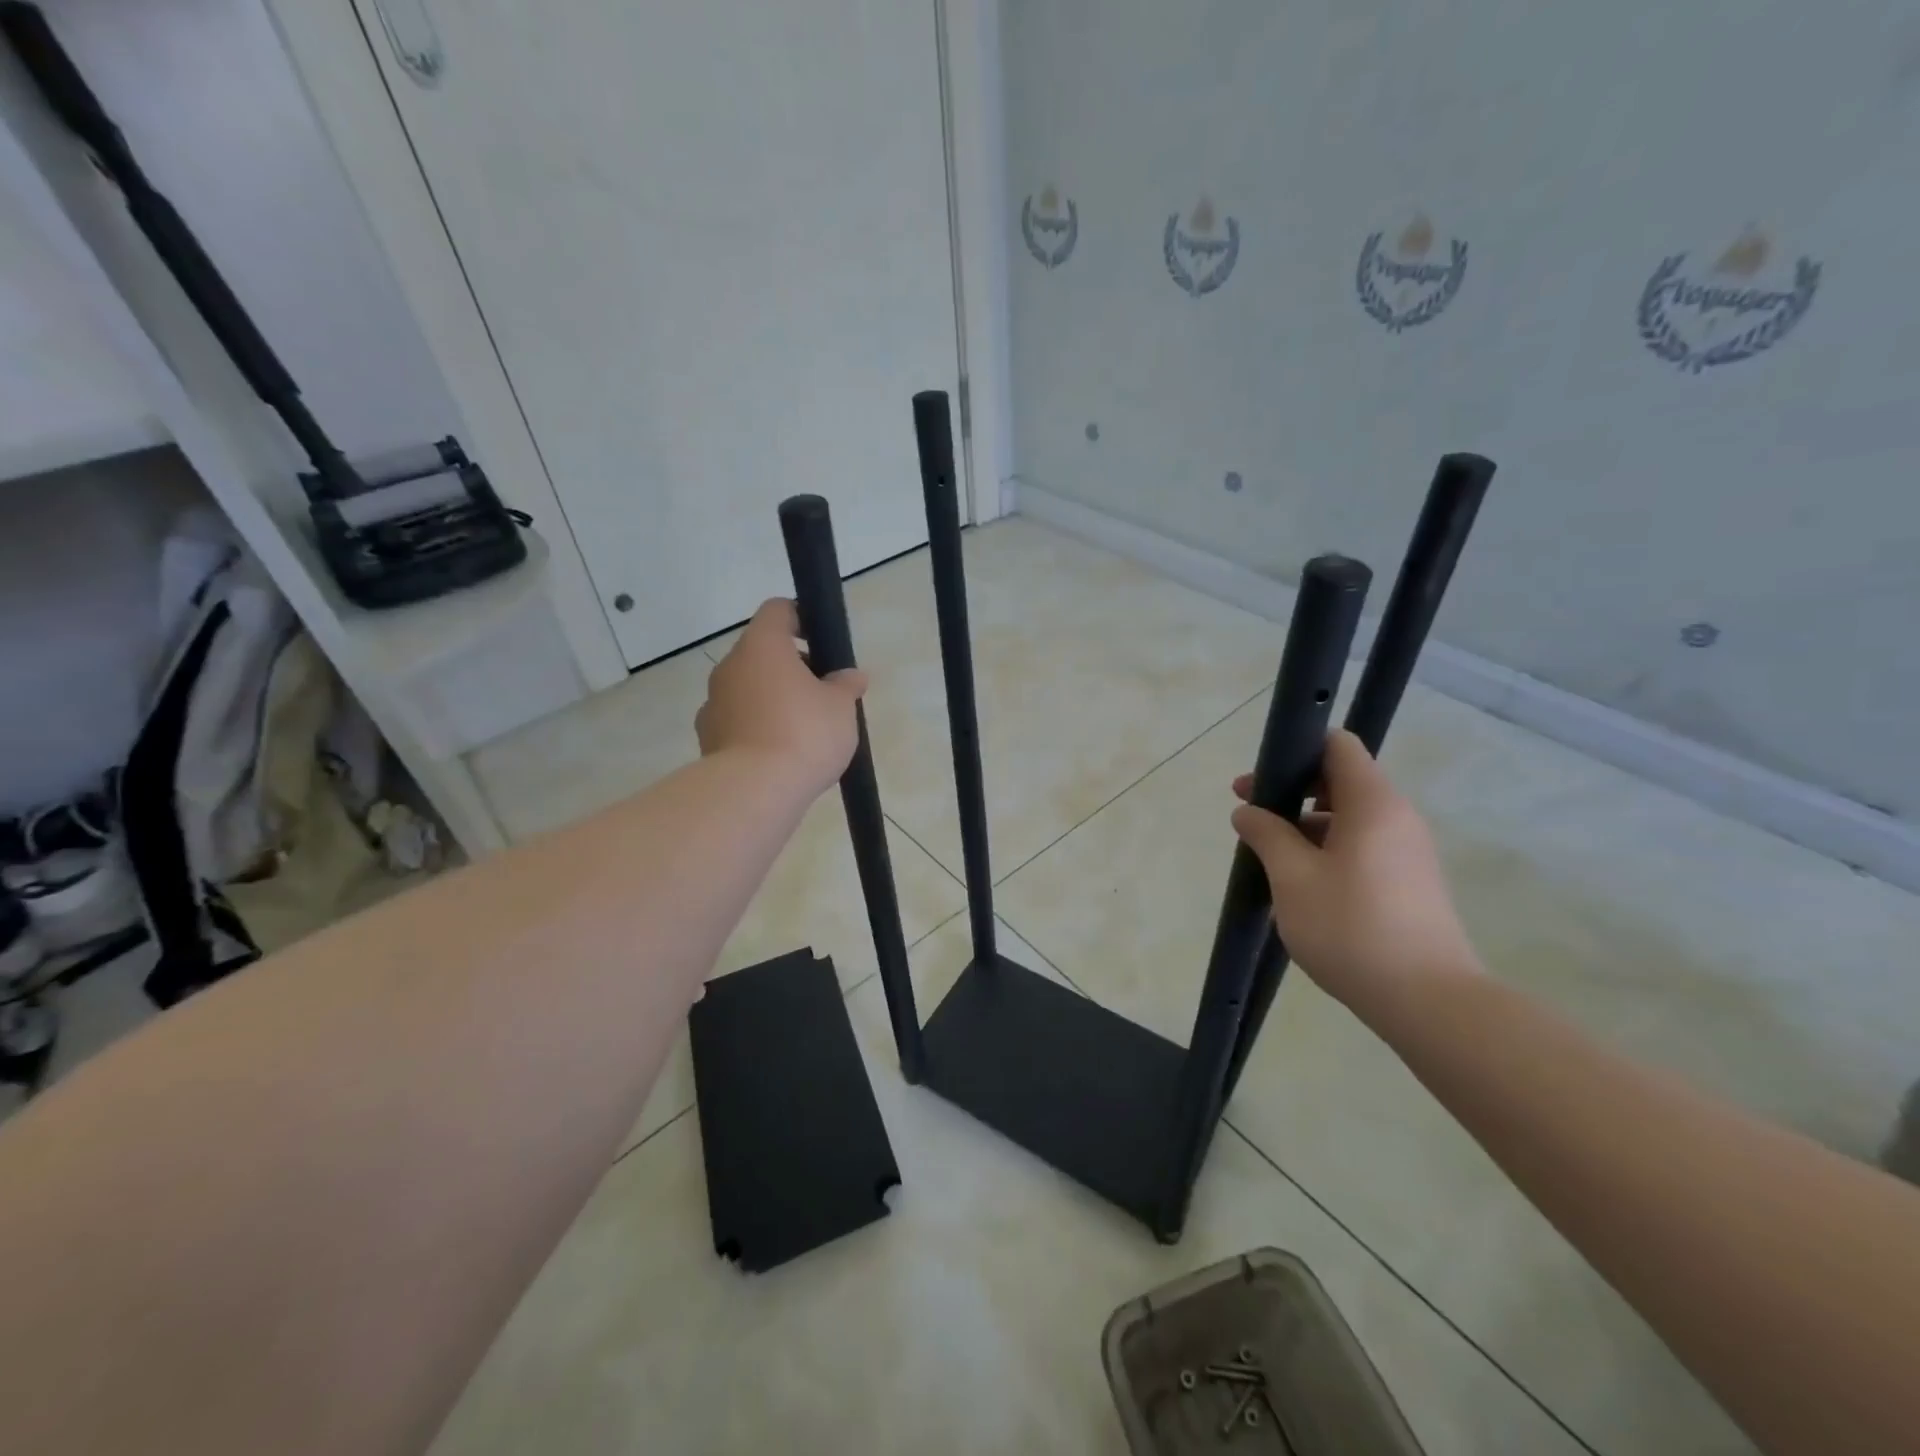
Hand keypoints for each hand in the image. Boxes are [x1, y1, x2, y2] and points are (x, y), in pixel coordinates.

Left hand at [696, 599, 868, 795]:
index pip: (777, 610)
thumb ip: (846, 685)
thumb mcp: (841, 707)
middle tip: (823, 693)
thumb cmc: (804, 733)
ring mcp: (714, 702)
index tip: (822, 642)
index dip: (801, 618)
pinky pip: (738, 720)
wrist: (755, 791)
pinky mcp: (708, 737)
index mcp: (762, 646)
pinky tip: (780, 752)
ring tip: (804, 729)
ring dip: (773, 697)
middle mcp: (731, 666)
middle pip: (762, 652)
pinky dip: (757, 727)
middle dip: (792, 666)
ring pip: (749, 687)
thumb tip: (851, 676)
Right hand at [1231, 730, 1479, 1016]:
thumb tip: (1247, 811)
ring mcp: (1408, 851)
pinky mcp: (1410, 882)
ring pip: (1349, 818)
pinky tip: (1301, 886)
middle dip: (1291, 792)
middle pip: (1341, 781)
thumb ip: (1266, 835)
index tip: (1260, 782)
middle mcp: (1397, 817)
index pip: (1337, 746)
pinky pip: (1363, 847)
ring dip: (1306, 826)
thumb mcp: (1293, 877)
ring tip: (1269, 857)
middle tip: (1250, 816)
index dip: (1295, 751)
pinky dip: (1327, 850)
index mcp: (1372, 803)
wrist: (1428, 1000)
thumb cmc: (1352, 927)